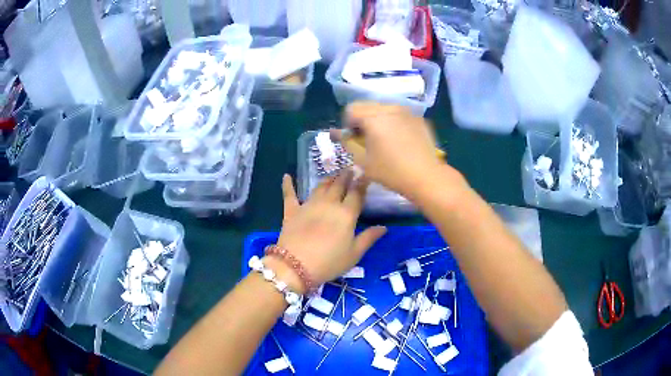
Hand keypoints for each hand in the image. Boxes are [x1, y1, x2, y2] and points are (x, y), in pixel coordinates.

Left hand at [264, 174, 385, 293]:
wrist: (296, 266)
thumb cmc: (329, 262)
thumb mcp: (354, 254)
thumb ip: (369, 238)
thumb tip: (384, 227)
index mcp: (346, 214)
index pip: (356, 194)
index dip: (362, 183)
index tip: (365, 174)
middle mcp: (328, 204)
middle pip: (339, 185)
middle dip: (346, 176)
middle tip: (350, 168)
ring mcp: (308, 205)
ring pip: (320, 187)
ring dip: (328, 179)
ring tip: (333, 174)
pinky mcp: (291, 211)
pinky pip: (289, 195)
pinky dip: (288, 185)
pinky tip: (286, 176)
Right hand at [334, 102, 453, 199]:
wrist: (426, 177)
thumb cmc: (391, 171)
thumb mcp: (363, 161)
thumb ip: (347, 143)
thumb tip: (336, 133)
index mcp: (373, 117)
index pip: (351, 109)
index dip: (348, 124)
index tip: (354, 139)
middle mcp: (389, 108)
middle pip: (367, 106)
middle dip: (363, 120)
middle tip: (368, 140)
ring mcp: (406, 111)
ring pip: (384, 109)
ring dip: (379, 120)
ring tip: (385, 140)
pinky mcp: (419, 118)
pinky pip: (400, 114)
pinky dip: (394, 122)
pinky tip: (401, 141)